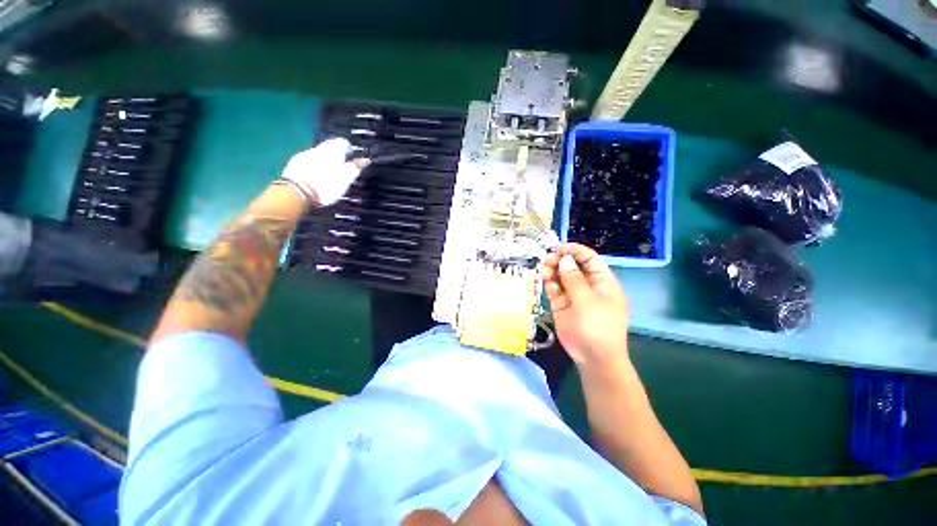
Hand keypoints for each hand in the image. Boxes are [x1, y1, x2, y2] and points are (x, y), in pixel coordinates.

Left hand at [281, 138, 368, 205]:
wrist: (298, 192)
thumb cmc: (327, 186)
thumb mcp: (346, 179)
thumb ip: (355, 168)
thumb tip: (365, 160)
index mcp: (333, 151)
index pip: (342, 142)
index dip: (348, 148)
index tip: (351, 156)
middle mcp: (319, 149)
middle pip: (329, 147)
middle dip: (335, 154)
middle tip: (342, 165)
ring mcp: (305, 155)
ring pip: (318, 153)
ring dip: (324, 159)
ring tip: (329, 172)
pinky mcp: (294, 163)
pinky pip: (308, 160)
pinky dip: (314, 165)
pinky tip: (315, 175)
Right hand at [541, 243, 629, 366]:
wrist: (593, 356)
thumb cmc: (597, 327)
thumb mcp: (587, 301)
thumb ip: (574, 279)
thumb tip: (565, 259)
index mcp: (602, 281)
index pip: (589, 258)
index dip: (575, 251)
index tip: (559, 248)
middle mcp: (587, 284)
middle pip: (572, 265)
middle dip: (560, 260)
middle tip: (548, 260)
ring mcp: (573, 294)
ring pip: (561, 276)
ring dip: (552, 270)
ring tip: (544, 270)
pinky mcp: (562, 304)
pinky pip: (554, 288)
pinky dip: (549, 283)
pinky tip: (546, 281)